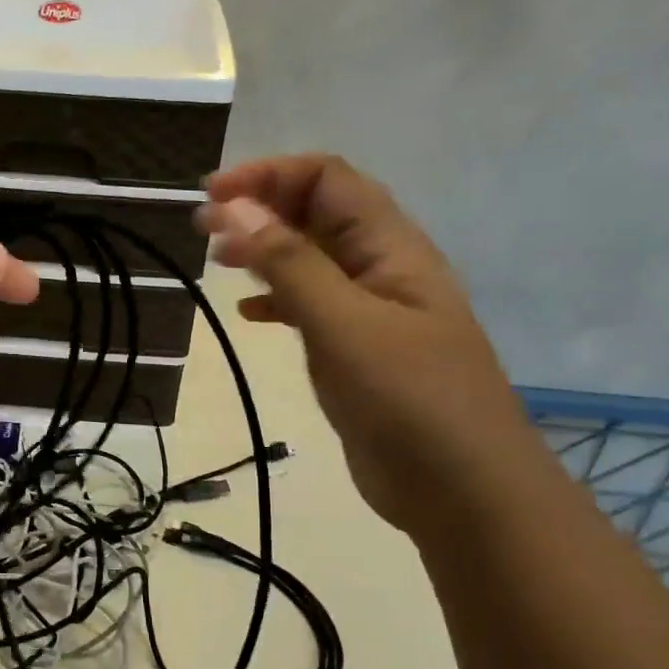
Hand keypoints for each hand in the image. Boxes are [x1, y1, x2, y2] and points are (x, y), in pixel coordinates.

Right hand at [198, 155, 542, 531]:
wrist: (464, 494)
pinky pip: (309, 305)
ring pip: (310, 258)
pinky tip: (247, 314)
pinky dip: (275, 299)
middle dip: (260, 206)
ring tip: (217, 259)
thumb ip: (290, 264)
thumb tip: (235, 207)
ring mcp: (369, 311)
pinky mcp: (356, 351)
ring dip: (264, 249)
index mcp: (390, 248)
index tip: (212, 195)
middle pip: (317, 212)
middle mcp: (381, 268)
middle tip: (203, 227)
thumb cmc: (411, 401)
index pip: (327, 179)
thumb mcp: (345, 325)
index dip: (269, 175)